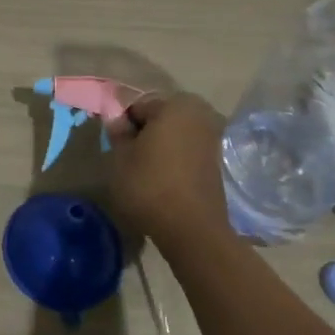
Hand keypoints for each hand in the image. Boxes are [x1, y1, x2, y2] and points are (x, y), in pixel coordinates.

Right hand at [107, 93, 231, 258]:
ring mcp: (212, 137)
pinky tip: (163, 178)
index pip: (138, 106)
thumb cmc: (150, 186)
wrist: (192, 229)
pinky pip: (187, 149)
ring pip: (174, 133)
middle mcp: (199, 114)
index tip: (117, 147)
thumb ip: (118, 132)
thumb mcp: (121, 157)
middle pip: (159, 117)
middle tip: (130, 157)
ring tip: (144, 169)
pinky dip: (174, 157)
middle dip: (144, 131)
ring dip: (160, 145)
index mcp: (174, 105)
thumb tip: (118, 120)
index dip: (124, 125)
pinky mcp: (217, 160)